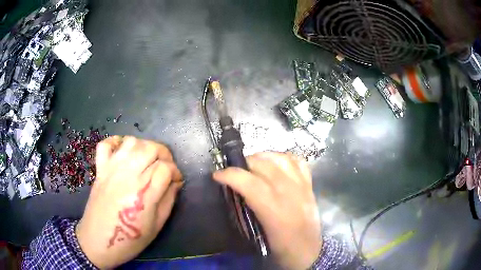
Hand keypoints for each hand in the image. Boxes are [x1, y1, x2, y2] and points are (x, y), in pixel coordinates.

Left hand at [76, 136, 182, 268]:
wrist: (98, 242)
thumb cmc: (130, 240)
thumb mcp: (156, 226)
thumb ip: (168, 201)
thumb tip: (175, 183)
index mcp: (144, 193)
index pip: (166, 168)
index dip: (176, 172)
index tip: (177, 180)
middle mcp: (128, 175)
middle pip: (151, 148)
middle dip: (164, 154)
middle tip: (165, 167)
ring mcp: (111, 169)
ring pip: (131, 142)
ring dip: (144, 146)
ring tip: (147, 159)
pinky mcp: (100, 169)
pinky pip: (106, 145)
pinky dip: (116, 143)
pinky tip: (123, 153)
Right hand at [213, 152, 320, 269]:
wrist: (309, 252)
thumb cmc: (281, 248)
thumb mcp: (258, 234)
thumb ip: (248, 211)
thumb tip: (236, 191)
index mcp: (275, 212)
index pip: (250, 183)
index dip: (231, 175)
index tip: (217, 175)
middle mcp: (290, 194)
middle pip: (265, 165)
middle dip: (244, 163)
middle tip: (235, 171)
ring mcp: (303, 187)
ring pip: (281, 159)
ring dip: (263, 156)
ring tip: (253, 164)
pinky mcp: (310, 186)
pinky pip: (298, 162)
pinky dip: (284, 158)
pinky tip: (276, 163)